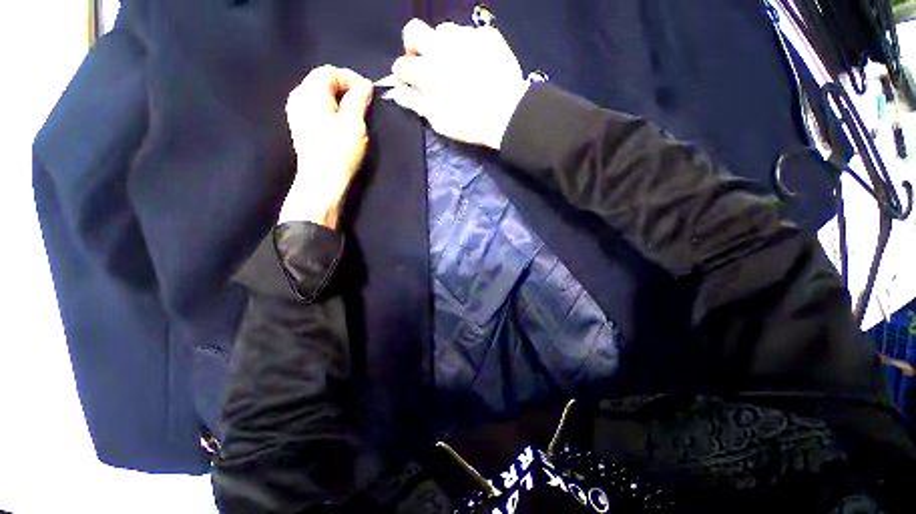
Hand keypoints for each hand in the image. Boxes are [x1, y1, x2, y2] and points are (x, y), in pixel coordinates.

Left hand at [281, 65, 373, 228]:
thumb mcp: (354, 123)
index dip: (351, 78)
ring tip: (355, 116)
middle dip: (346, 89)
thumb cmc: (339, 152)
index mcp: (310, 92)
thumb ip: (359, 99)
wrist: (322, 181)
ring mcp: (297, 112)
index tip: (368, 94)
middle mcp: (299, 96)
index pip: (330, 71)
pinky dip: (331, 110)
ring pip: (320, 95)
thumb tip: (365, 85)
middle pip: (323, 81)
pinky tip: (341, 125)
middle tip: (364, 105)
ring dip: (340, 100)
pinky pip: (316, 108)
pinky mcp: (301, 126)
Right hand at [384, 19, 529, 149]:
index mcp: (426, 70)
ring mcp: (465, 37)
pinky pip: (470, 34)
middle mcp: (441, 46)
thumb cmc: (469, 122)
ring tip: (454, 63)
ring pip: (444, 30)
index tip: (408, 83)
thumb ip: (416, 103)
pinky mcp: (487, 35)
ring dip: (442, 45)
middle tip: (424, 62)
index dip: (402, 75)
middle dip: (413, 45)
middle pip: (414, 30)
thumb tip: (398, 93)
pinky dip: (468, 47)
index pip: (401, 64)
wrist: (507, 113)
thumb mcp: (438, 120)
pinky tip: (477, 63)